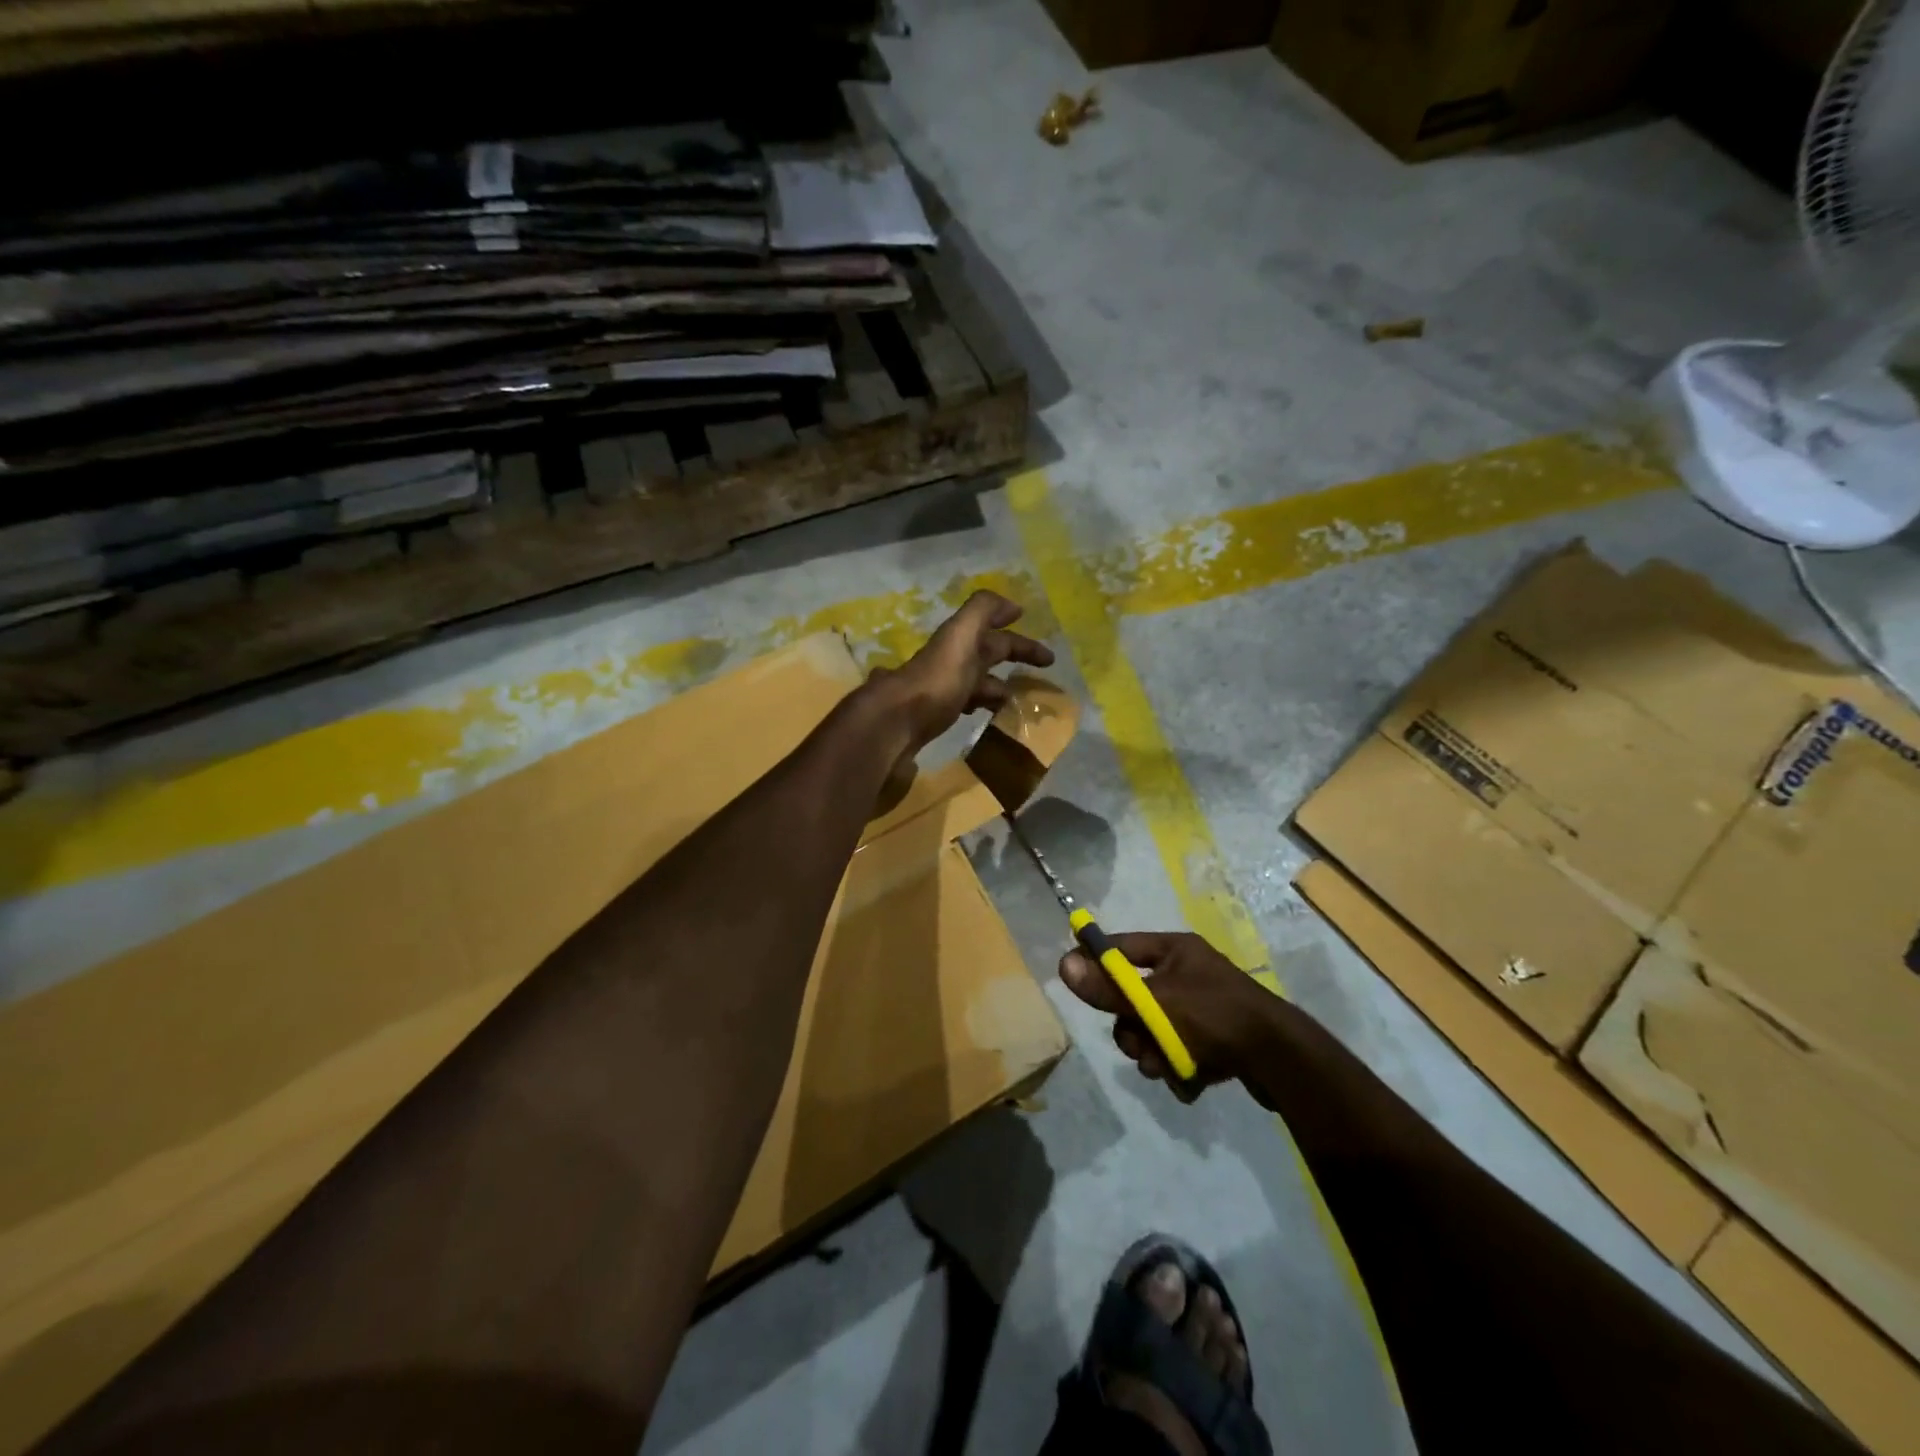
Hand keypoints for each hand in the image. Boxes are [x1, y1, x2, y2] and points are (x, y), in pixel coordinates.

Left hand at [874, 590, 1055, 754]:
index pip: (995, 635)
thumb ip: (983, 611)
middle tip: (1044, 679)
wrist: (895, 722)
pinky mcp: (935, 717)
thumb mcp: (962, 635)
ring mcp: (941, 690)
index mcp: (959, 641)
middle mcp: (950, 661)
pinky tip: (991, 720)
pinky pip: (966, 706)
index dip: (1020, 640)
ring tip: (1022, 703)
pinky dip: (982, 708)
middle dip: (1014, 660)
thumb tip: (1012, 604)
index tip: (1047, 654)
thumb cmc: (937, 679)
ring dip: (999, 687)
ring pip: (977, 683)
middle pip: (987, 656)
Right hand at [1059, 932, 1274, 1095]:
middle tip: (1139, 1043)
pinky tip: (1191, 1079)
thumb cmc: (1215, 1017)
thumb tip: (1063, 964)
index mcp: (1175, 950)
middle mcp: (1188, 972)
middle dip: (1133, 1028)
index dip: (1096, 959)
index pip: (1122, 946)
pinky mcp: (1216, 1039)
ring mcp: (1203, 1007)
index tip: (1073, 976)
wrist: (1280, 1060)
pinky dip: (1178, 1066)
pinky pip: (1179, 1049)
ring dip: (1153, 1052)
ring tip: (1167, 1067)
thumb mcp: (1156, 1003)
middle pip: (1136, 997)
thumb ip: (1109, 989)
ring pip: (1154, 1030)